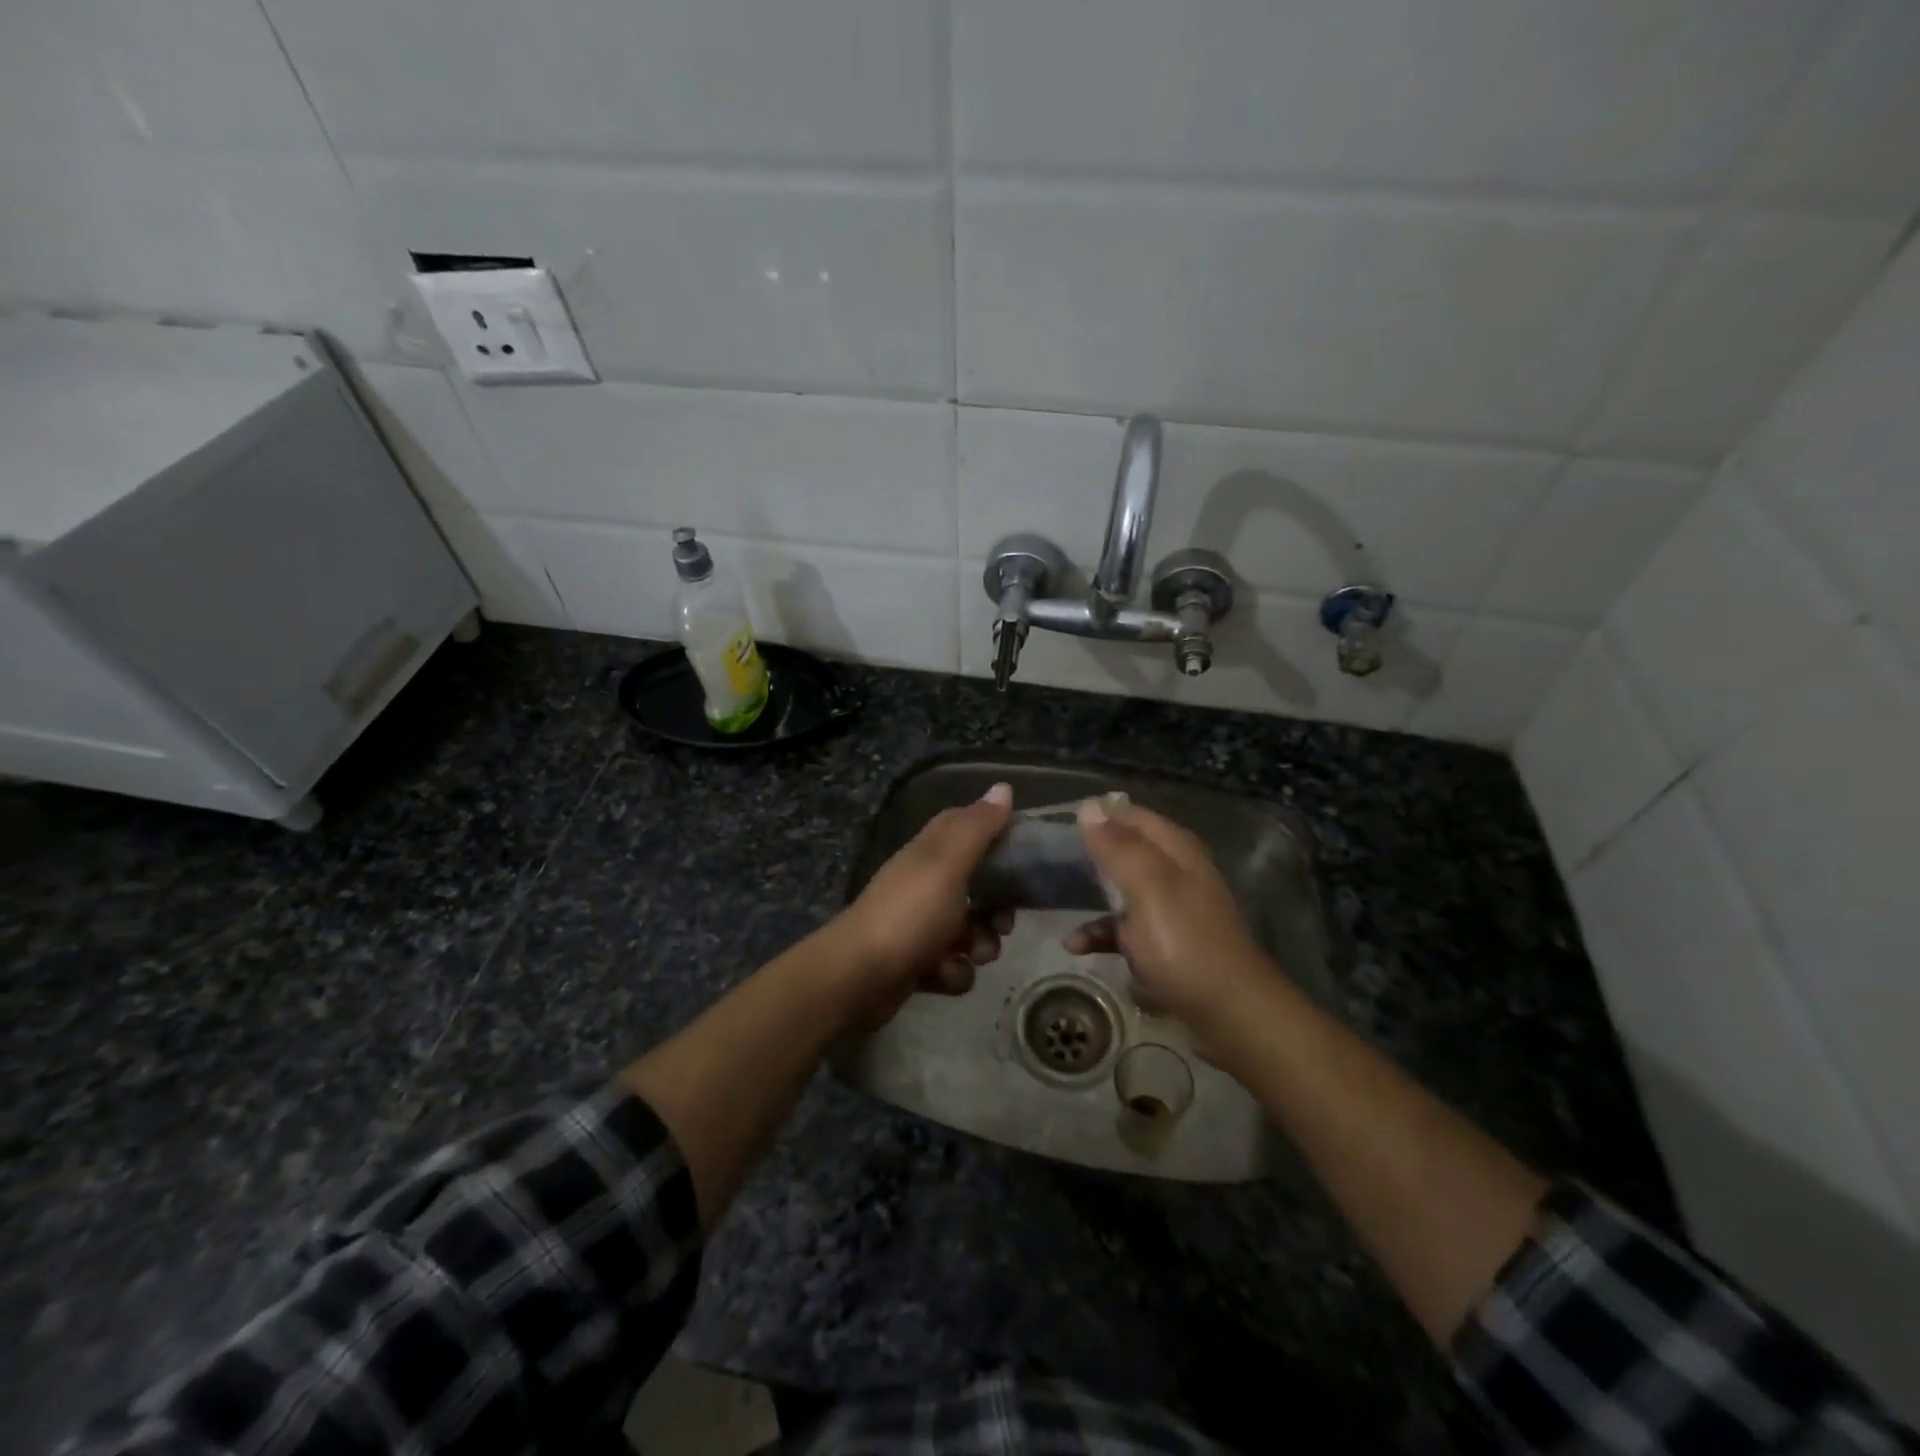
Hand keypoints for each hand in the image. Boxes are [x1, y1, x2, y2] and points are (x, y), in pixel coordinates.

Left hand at [832, 782, 1014, 1025]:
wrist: (858, 977)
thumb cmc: (909, 914)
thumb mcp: (947, 864)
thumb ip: (977, 828)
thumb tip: (1003, 787)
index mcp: (931, 852)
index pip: (970, 829)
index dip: (999, 837)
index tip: (1026, 855)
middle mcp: (926, 882)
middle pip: (979, 886)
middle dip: (998, 909)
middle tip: (1003, 923)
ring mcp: (921, 924)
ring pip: (972, 930)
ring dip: (979, 946)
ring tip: (969, 954)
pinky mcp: (918, 961)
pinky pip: (954, 964)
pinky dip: (952, 972)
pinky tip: (941, 975)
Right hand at [1065, 796, 1266, 1021]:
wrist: (1229, 1013)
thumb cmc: (1184, 942)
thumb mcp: (1148, 887)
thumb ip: (1118, 847)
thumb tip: (1088, 806)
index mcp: (1176, 849)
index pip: (1131, 814)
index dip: (1097, 814)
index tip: (1058, 822)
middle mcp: (1176, 871)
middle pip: (1126, 850)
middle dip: (1091, 853)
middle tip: (1050, 859)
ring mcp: (1171, 909)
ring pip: (1122, 889)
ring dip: (1092, 896)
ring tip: (1057, 902)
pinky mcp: (1165, 943)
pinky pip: (1126, 929)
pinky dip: (1102, 933)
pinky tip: (1077, 946)